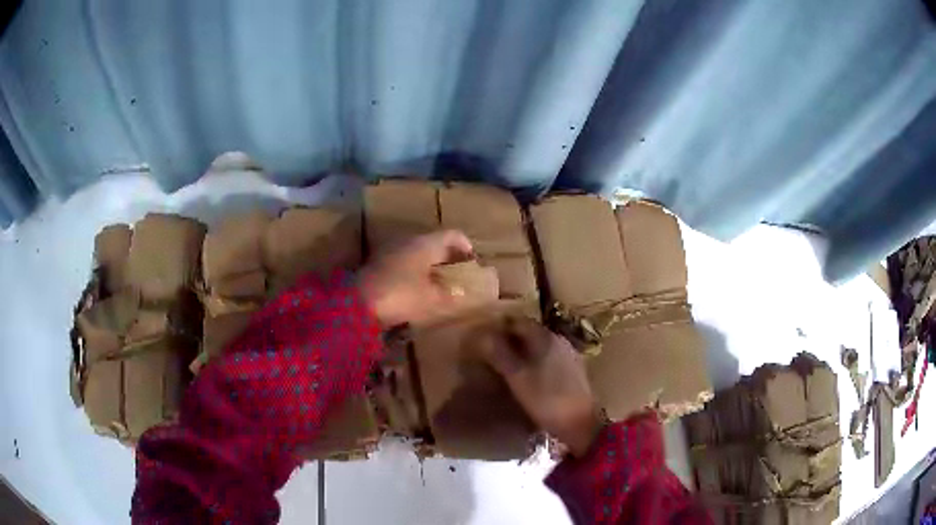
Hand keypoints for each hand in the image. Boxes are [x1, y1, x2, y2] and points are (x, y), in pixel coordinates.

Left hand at [360, 230, 473, 326]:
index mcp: (425, 243)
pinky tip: (417, 288)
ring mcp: (391, 251)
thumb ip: (448, 295)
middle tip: (459, 273)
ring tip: (440, 283)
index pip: (452, 235)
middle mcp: (409, 241)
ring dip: (431, 264)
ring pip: (418, 252)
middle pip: (435, 242)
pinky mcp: (379, 264)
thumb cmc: (400, 294)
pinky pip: (405, 262)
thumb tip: (461, 293)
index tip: (473, 262)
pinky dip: (416, 271)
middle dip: (449, 256)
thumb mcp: (430, 298)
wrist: (358, 302)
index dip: (466, 246)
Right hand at [480, 318, 604, 456]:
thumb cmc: (545, 399)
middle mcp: (558, 340)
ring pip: (540, 345)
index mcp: (545, 337)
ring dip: (523, 350)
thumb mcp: (517, 378)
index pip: (518, 321)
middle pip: (530, 332)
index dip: (500, 326)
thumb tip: (484, 335)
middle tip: (492, 351)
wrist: (580, 422)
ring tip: (507, 363)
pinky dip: (536, 360)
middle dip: (511, 338)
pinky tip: (529, 374)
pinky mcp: (574, 369)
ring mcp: (568, 354)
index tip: (484, 335)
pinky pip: (549, 357)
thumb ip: (500, 354)